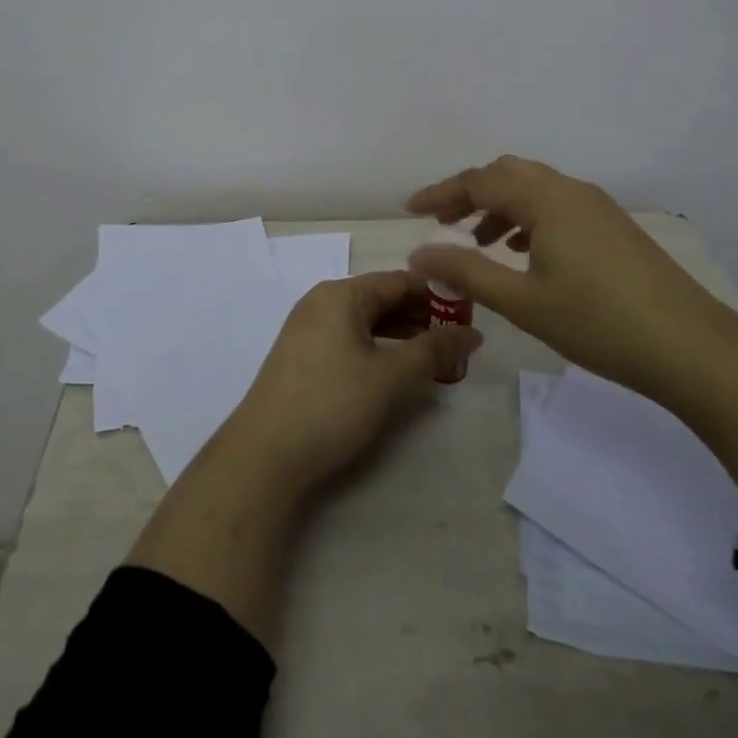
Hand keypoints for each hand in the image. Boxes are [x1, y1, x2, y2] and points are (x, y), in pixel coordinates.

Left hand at [222, 271, 482, 495]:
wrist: (264, 456)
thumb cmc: (331, 404)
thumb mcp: (389, 377)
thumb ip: (433, 351)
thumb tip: (474, 333)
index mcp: (341, 294)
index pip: (400, 281)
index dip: (438, 295)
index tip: (471, 315)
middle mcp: (323, 302)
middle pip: (382, 298)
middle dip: (422, 317)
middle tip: (460, 342)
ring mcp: (309, 329)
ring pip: (366, 321)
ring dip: (402, 335)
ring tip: (436, 358)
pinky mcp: (303, 357)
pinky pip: (350, 339)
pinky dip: (378, 348)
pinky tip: (396, 370)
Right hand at [406, 155, 722, 401]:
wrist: (691, 347)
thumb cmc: (599, 322)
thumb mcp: (523, 301)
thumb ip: (466, 272)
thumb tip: (418, 254)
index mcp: (546, 199)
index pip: (481, 181)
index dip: (441, 193)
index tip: (410, 211)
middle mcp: (571, 189)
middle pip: (508, 174)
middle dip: (470, 193)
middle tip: (442, 223)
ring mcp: (596, 206)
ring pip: (534, 188)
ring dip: (500, 206)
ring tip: (478, 241)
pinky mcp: (612, 226)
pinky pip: (557, 205)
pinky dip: (528, 217)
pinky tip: (523, 251)